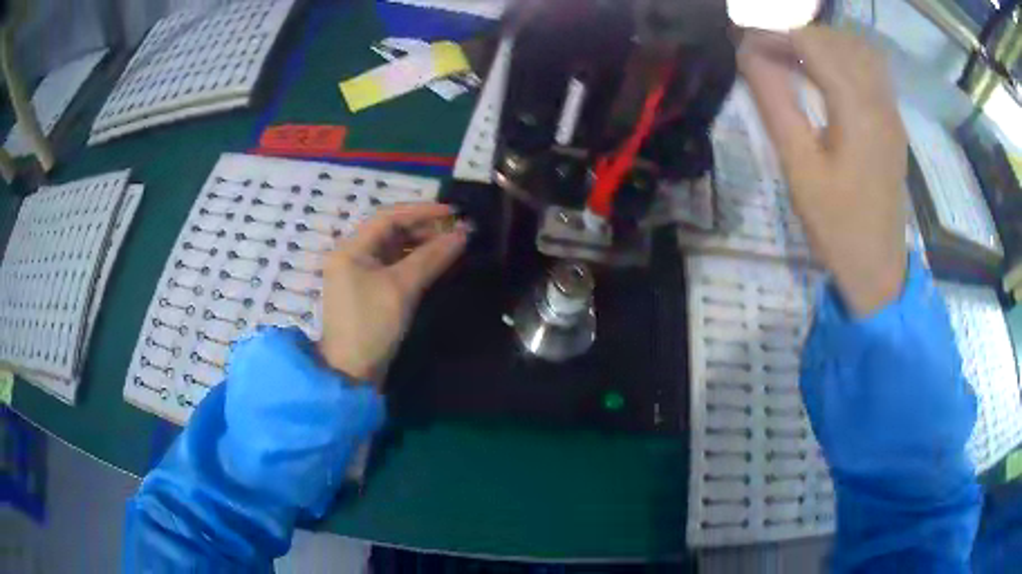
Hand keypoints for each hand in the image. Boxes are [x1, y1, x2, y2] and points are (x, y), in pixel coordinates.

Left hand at [318, 203, 467, 382]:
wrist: (351, 373)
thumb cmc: (372, 325)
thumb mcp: (402, 288)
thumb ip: (432, 257)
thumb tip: (463, 234)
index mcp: (351, 249)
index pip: (388, 217)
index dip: (422, 211)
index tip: (454, 212)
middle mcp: (351, 256)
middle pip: (390, 231)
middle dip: (424, 228)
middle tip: (457, 230)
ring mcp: (357, 275)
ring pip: (393, 250)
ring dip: (421, 245)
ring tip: (451, 245)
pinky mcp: (367, 292)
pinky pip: (393, 267)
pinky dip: (414, 263)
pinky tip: (435, 263)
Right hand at [738, 27, 907, 315]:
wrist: (879, 270)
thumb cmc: (838, 227)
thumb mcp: (800, 169)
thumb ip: (775, 104)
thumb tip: (748, 54)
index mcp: (858, 110)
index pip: (812, 43)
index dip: (773, 33)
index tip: (742, 43)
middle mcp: (879, 100)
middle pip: (835, 39)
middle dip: (793, 34)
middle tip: (760, 50)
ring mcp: (890, 110)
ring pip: (855, 49)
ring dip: (819, 43)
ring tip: (789, 58)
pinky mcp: (892, 122)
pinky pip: (869, 69)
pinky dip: (841, 57)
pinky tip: (823, 74)